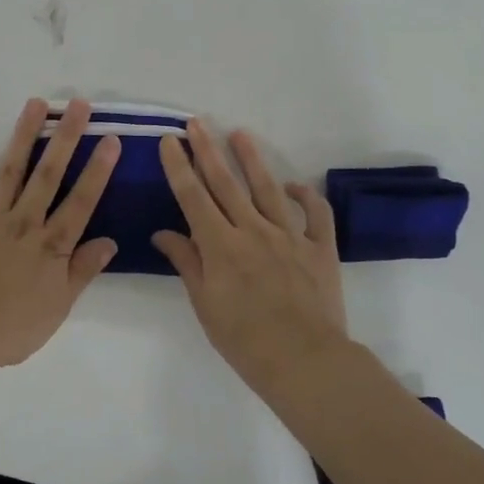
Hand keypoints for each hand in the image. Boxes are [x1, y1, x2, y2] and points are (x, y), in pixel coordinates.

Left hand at [0, 98, 119, 369]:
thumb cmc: (8, 329)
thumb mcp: (57, 308)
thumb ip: (82, 271)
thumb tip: (110, 241)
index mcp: (50, 245)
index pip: (81, 201)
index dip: (98, 170)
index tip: (111, 139)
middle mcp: (23, 223)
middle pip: (48, 175)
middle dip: (66, 138)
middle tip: (78, 104)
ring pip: (10, 171)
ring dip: (24, 136)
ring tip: (36, 104)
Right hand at [152, 121, 349, 391]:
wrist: (305, 361)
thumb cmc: (244, 340)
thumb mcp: (205, 304)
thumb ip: (187, 262)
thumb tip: (164, 233)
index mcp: (221, 245)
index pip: (194, 197)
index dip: (179, 166)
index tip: (171, 140)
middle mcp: (253, 230)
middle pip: (226, 183)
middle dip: (208, 150)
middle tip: (197, 122)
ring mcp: (290, 236)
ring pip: (269, 188)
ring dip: (252, 159)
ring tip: (240, 133)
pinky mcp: (320, 248)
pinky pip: (316, 214)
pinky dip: (307, 196)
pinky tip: (295, 185)